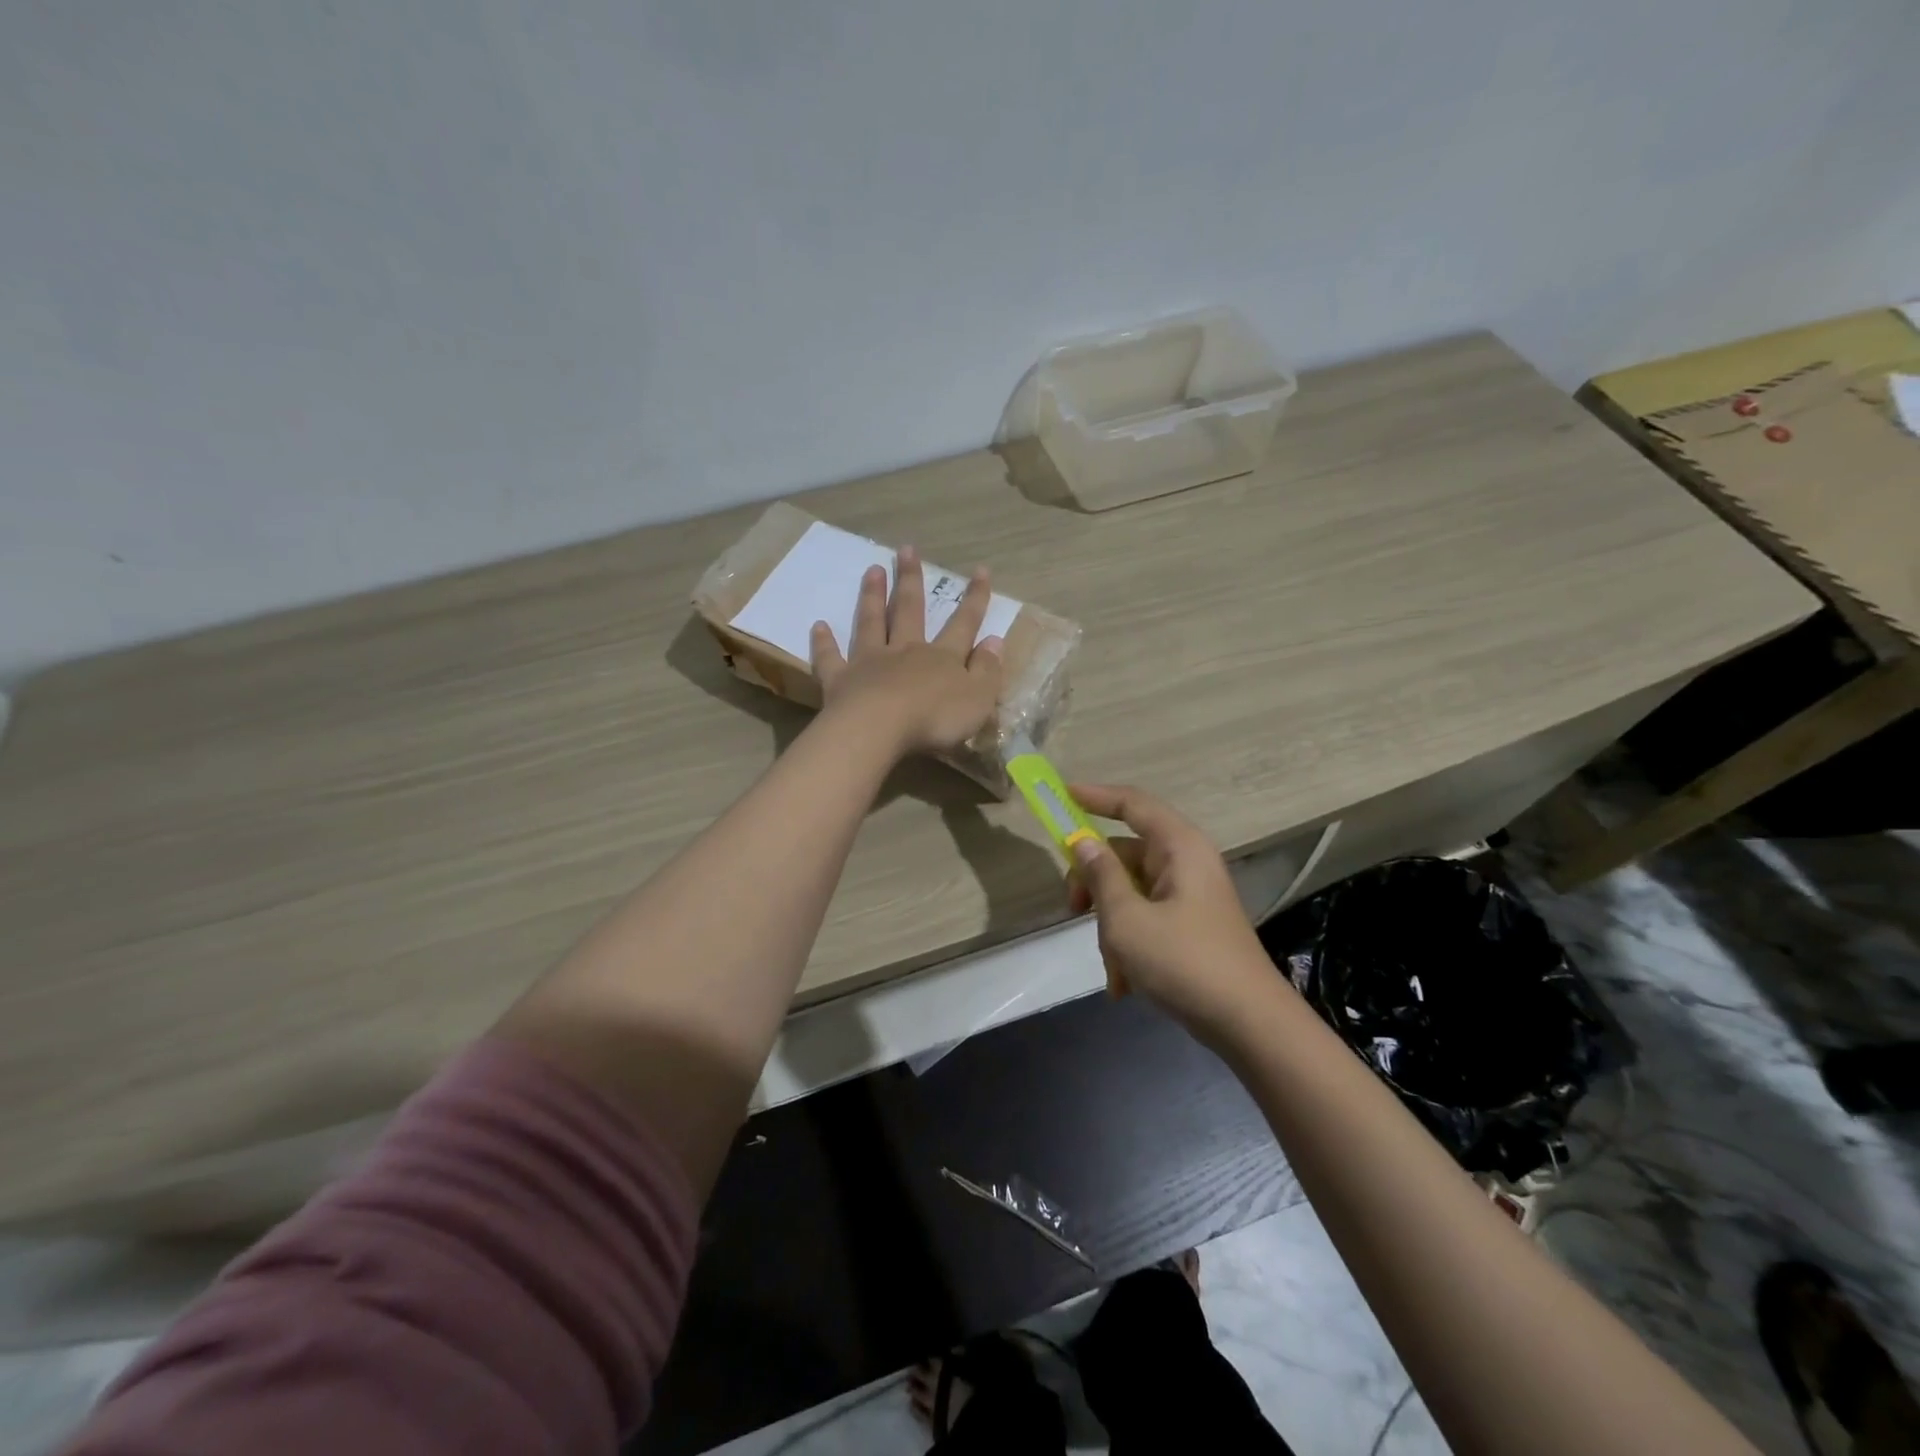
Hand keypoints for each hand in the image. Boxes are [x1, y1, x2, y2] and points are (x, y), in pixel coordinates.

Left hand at [809, 546, 1004, 756]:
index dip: (974, 598)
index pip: (964, 623)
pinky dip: (824, 642)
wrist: (879, 730)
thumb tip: (994, 641)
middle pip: (909, 610)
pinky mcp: (840, 680)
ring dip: (872, 596)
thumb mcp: (977, 699)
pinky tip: (818, 626)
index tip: (980, 570)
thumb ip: (987, 670)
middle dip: (910, 580)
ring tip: (872, 570)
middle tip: (905, 549)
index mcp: (942, 658)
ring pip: (872, 623)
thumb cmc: (934, 719)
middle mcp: (905, 651)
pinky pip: (831, 658)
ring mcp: (869, 662)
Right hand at [1066, 783, 1280, 1039]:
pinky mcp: (1191, 926)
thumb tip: (1082, 842)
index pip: (1132, 804)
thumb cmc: (1184, 962)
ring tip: (1113, 966)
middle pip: (1124, 853)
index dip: (1095, 796)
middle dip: (1094, 882)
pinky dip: (1129, 944)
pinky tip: (1124, 984)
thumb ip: (1101, 876)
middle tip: (1072, 908)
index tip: (1060, 796)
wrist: (1248, 1024)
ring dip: (1111, 925)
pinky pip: (1146, 919)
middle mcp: (1186, 863)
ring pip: (1130, 892)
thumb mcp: (1127, 919)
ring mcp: (1190, 896)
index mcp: (1178, 847)